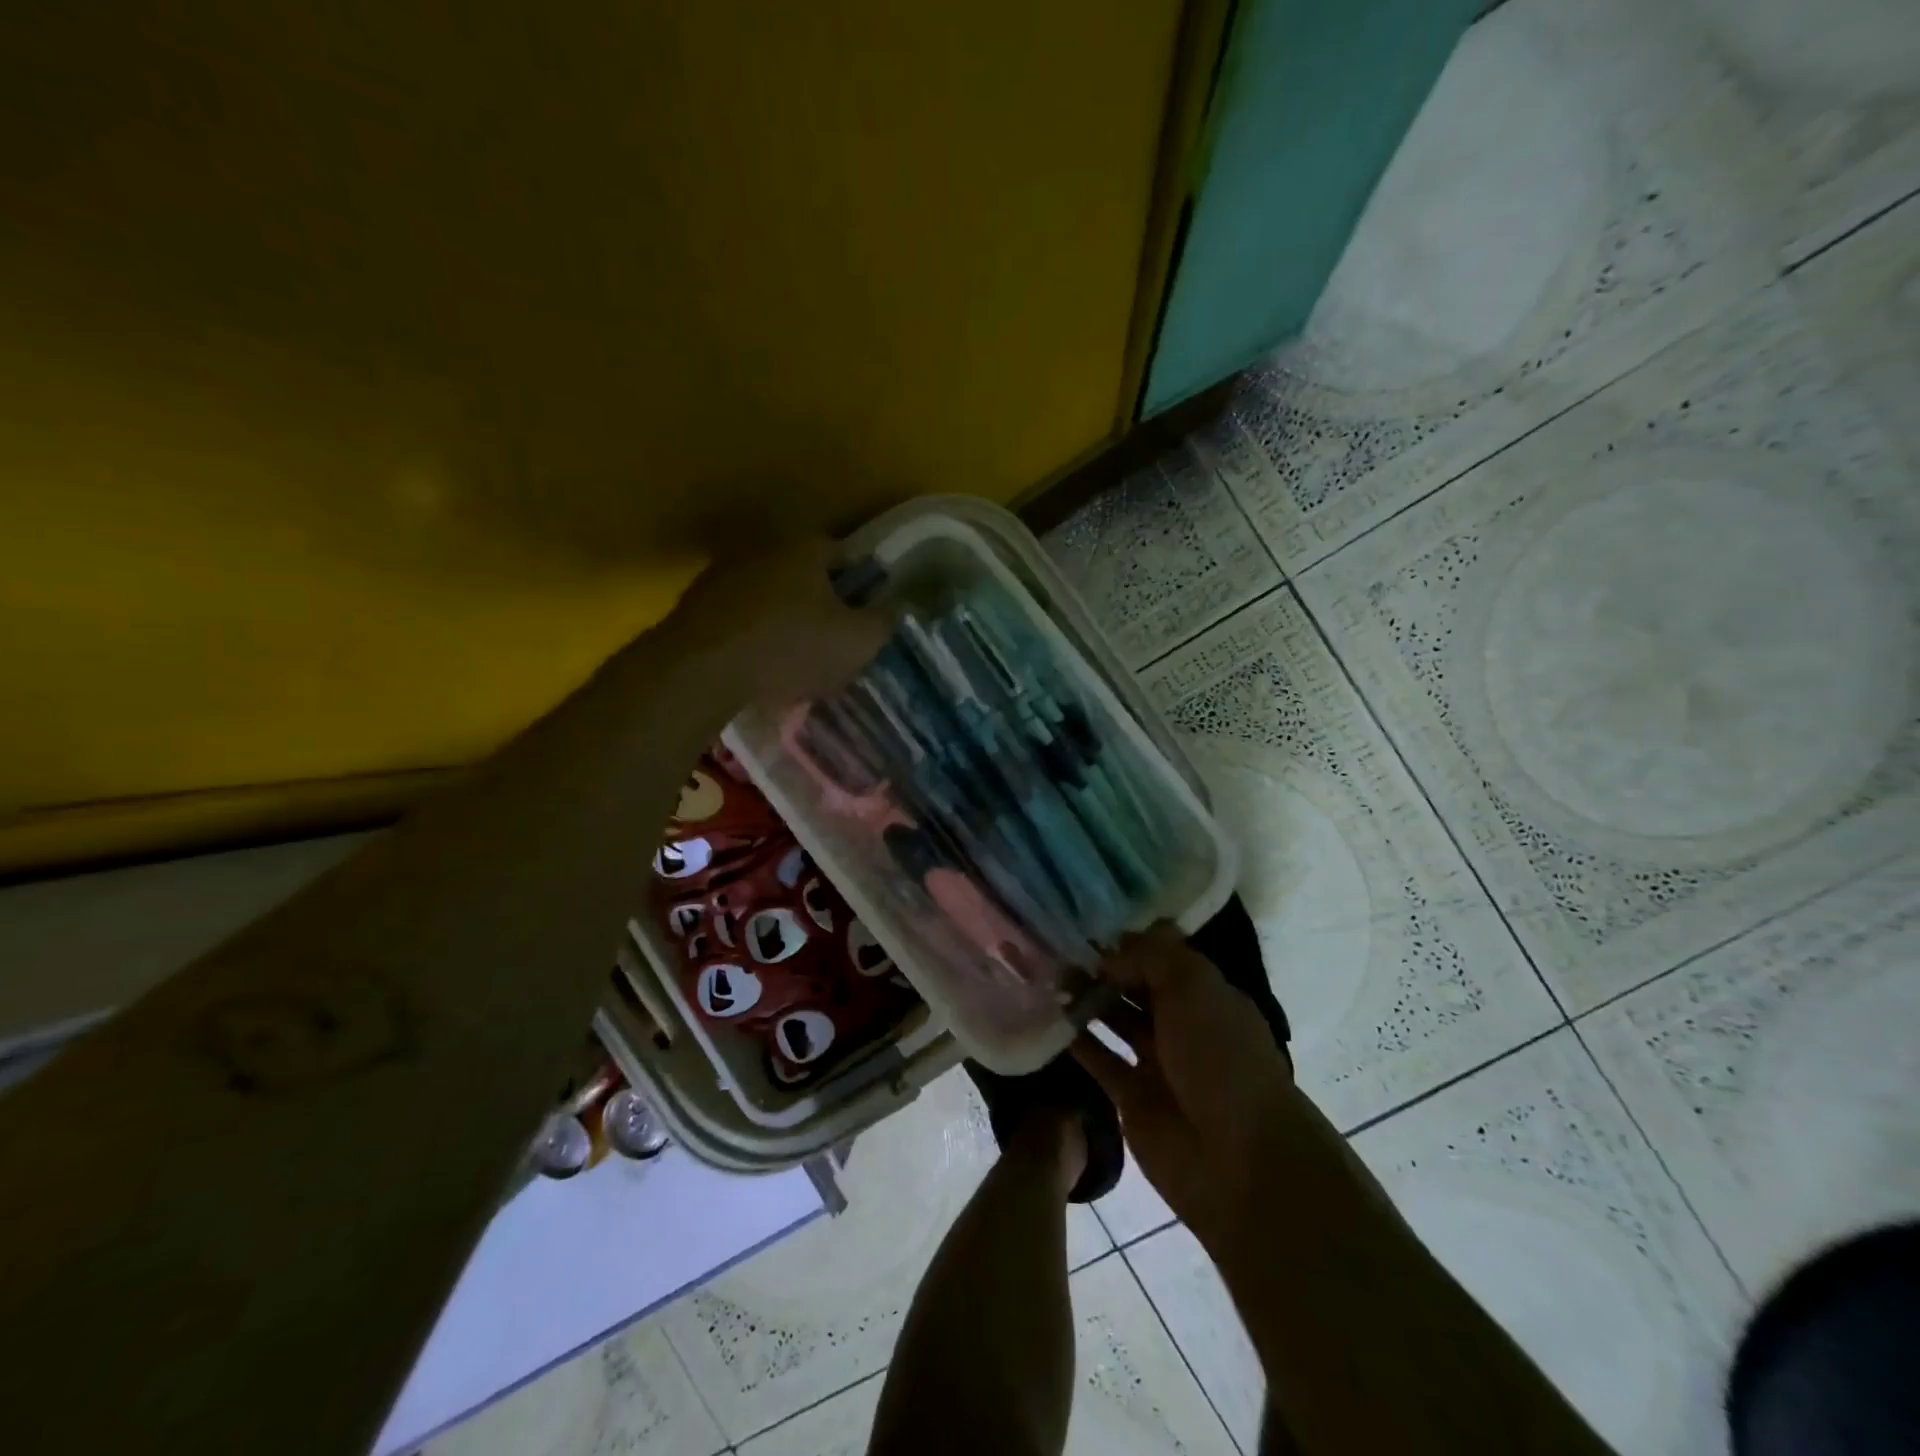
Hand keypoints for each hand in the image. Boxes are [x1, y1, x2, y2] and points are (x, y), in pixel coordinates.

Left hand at [658, 538, 891, 708]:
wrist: (703, 669)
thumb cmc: (791, 648)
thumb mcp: (857, 642)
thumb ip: (885, 621)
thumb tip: (900, 605)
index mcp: (806, 547)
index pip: (845, 553)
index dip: (861, 584)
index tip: (866, 614)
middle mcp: (763, 548)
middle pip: (804, 573)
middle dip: (820, 601)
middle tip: (833, 637)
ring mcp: (724, 573)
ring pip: (769, 594)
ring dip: (783, 617)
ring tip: (795, 656)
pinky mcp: (696, 604)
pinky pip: (739, 616)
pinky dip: (752, 633)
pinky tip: (759, 663)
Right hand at [1073, 925, 1326, 1259]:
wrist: (1238, 1160)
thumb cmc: (1220, 1058)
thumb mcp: (1193, 987)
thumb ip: (1150, 956)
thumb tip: (1109, 950)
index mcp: (1205, 993)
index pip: (1161, 954)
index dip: (1127, 938)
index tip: (1083, 922)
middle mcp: (1181, 1022)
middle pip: (1134, 984)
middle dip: (1100, 965)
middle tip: (1052, 945)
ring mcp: (1156, 1060)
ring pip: (1113, 1018)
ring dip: (1084, 998)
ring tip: (1045, 976)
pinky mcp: (1131, 1097)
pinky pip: (1098, 1059)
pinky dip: (1075, 1041)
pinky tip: (1044, 1018)